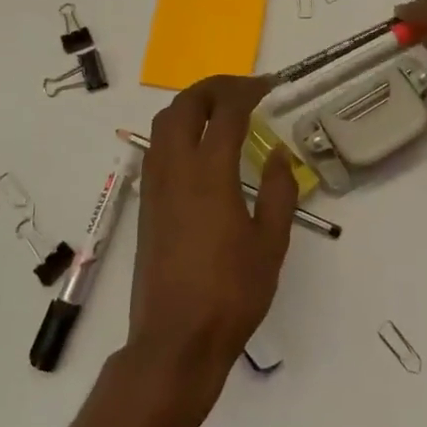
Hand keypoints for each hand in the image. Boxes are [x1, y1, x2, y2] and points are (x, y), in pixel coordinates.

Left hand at [129, 75, 298, 402]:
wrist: (175, 340)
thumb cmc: (231, 294)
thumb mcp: (271, 243)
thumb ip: (279, 192)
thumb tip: (277, 153)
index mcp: (210, 174)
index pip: (226, 112)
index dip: (248, 90)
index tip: (269, 86)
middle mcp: (176, 170)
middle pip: (185, 106)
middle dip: (214, 87)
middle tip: (244, 89)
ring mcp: (155, 186)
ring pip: (164, 123)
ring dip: (192, 105)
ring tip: (222, 111)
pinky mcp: (147, 204)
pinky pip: (157, 147)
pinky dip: (178, 129)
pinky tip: (201, 148)